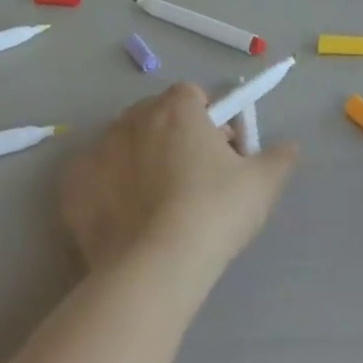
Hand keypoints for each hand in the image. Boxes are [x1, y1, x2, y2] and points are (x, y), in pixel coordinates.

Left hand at [59, 83, 297, 282]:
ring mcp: (97, 151)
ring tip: (159, 205)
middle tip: (195, 180)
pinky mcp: (73, 186)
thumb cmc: (214, 213)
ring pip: (124, 145)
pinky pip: (95, 177)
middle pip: (157, 116)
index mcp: (177, 108)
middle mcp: (132, 119)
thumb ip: (279, 157)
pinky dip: (109, 190)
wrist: (155, 268)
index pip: (194, 95)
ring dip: (141, 161)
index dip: (211, 119)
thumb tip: (290, 146)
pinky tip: (127, 220)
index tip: (222, 151)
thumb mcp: (262, 184)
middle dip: (174, 136)